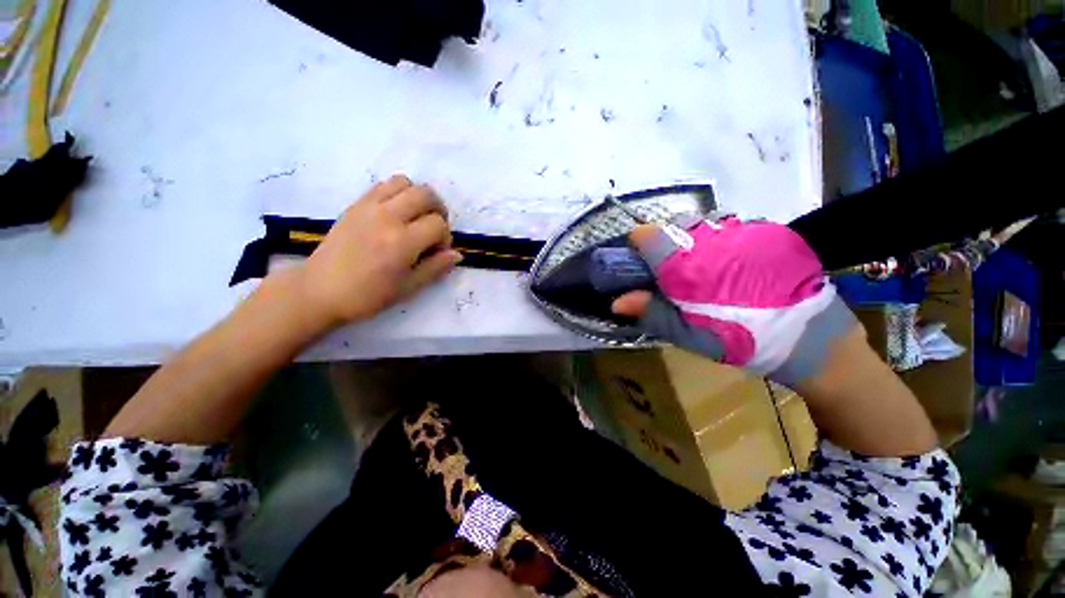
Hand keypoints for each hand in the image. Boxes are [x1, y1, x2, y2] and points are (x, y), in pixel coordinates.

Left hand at [301, 175, 461, 326]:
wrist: (319, 290)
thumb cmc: (367, 295)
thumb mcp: (408, 287)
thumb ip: (435, 268)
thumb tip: (457, 254)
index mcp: (402, 241)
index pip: (439, 224)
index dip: (445, 238)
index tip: (437, 252)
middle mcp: (388, 216)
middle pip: (426, 194)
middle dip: (438, 210)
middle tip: (433, 229)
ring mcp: (369, 206)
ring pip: (405, 182)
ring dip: (418, 197)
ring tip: (415, 218)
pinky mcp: (356, 204)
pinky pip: (383, 185)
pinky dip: (397, 193)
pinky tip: (396, 214)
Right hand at [611, 218, 855, 385]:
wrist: (812, 338)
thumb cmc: (742, 340)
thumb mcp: (690, 335)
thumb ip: (652, 312)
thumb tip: (617, 301)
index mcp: (689, 265)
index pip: (648, 235)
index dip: (638, 246)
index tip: (641, 263)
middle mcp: (713, 239)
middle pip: (673, 227)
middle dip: (667, 247)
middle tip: (674, 274)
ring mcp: (743, 230)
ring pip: (700, 225)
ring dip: (693, 242)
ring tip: (704, 269)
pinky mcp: (766, 229)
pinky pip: (728, 226)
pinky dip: (719, 241)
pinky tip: (731, 264)